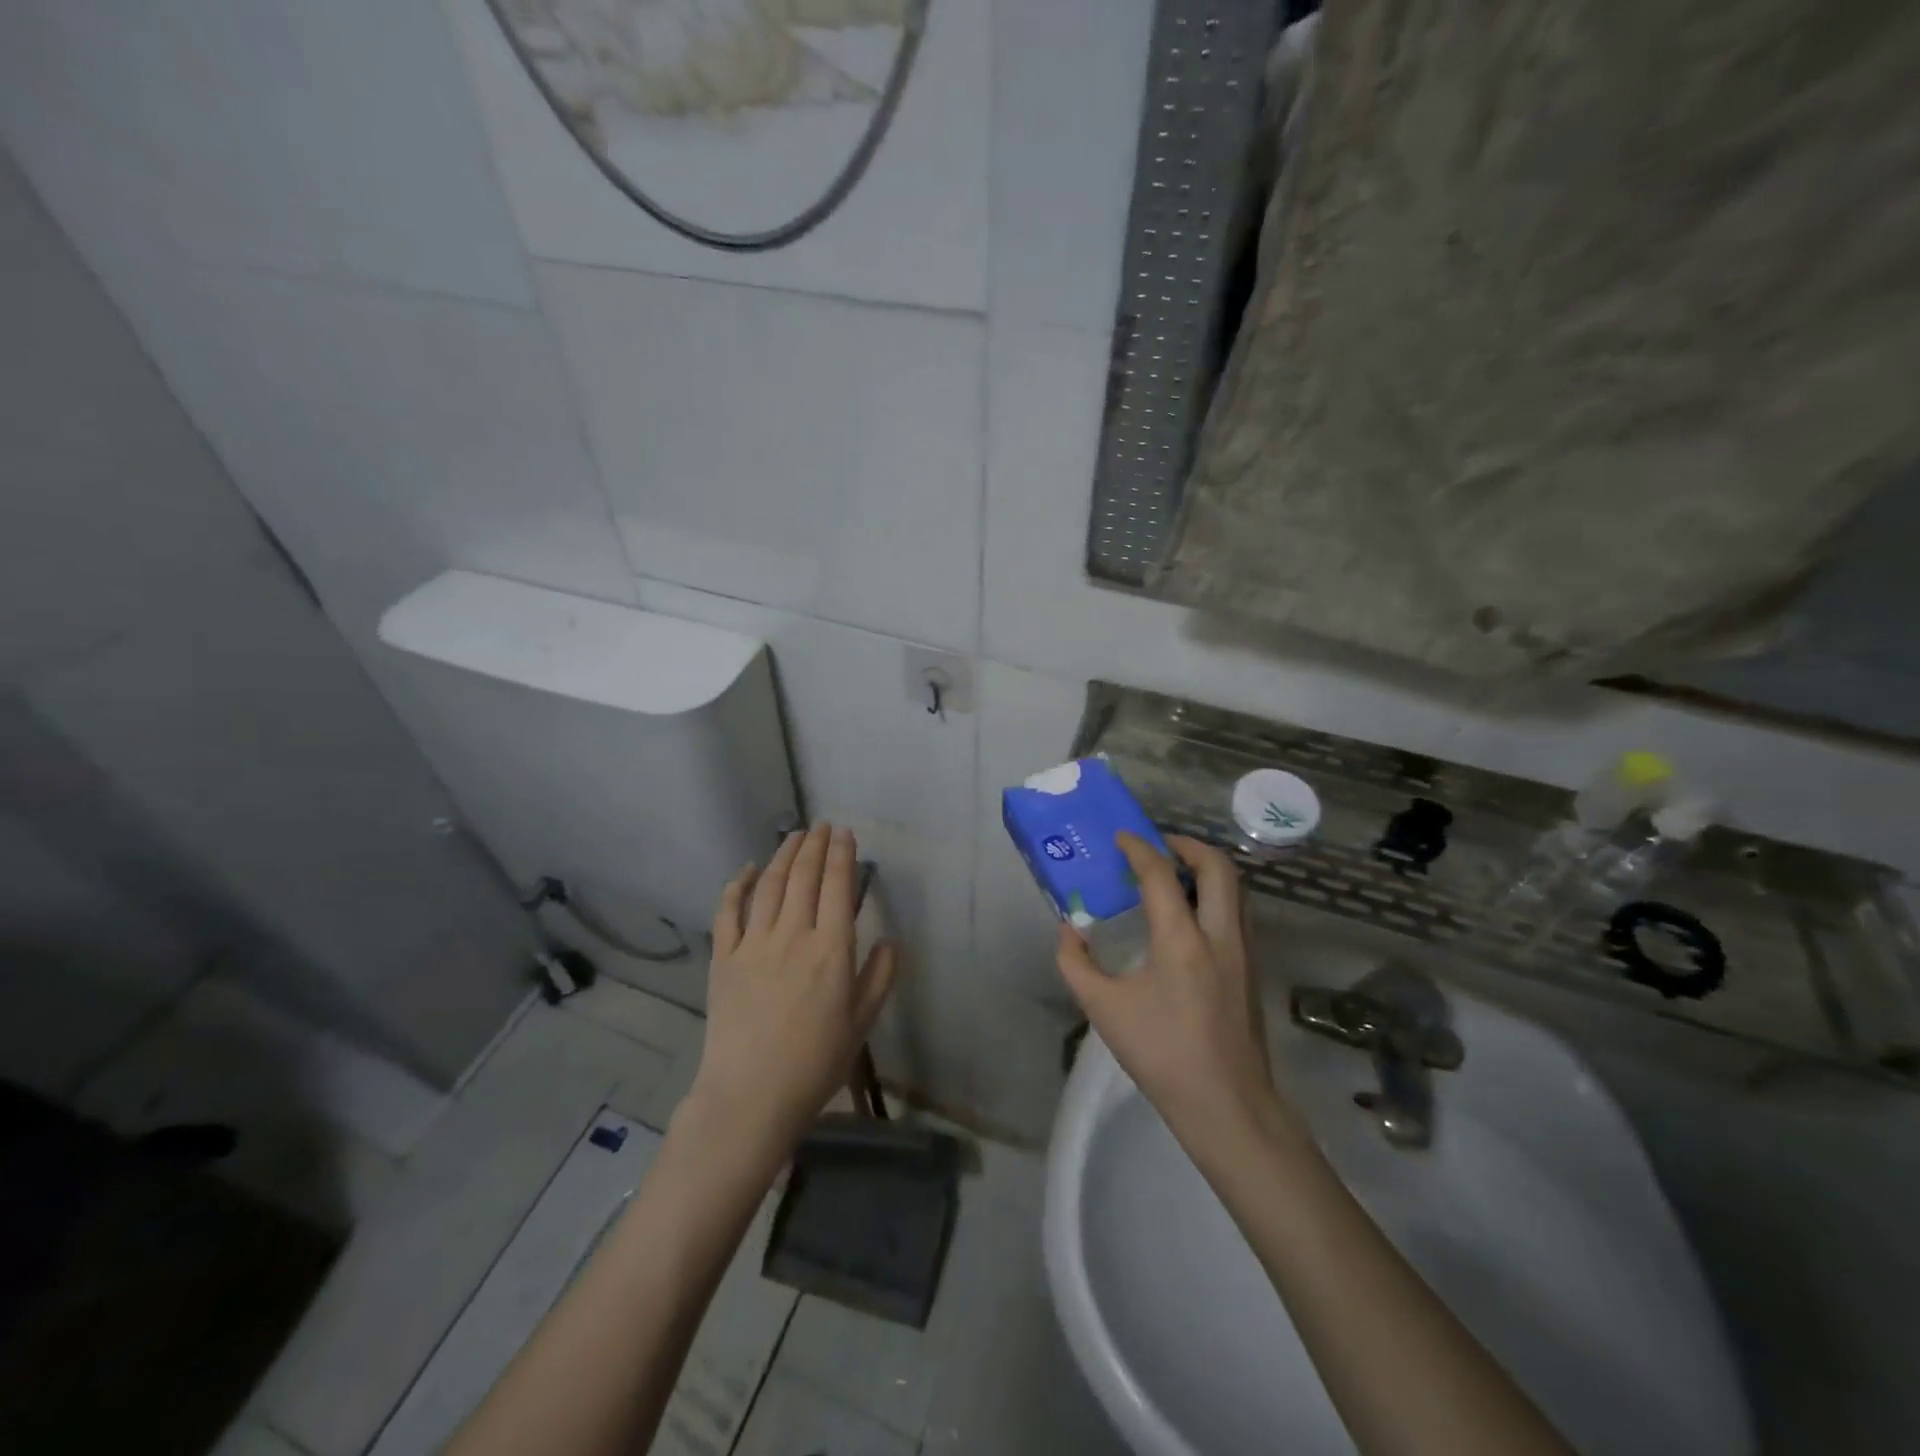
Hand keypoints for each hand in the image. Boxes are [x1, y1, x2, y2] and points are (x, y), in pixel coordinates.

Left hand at [687, 824, 898, 1158]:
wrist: (750, 1096)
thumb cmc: (815, 1063)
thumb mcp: (862, 1023)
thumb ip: (879, 977)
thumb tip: (890, 940)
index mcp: (831, 949)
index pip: (837, 885)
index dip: (842, 854)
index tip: (845, 833)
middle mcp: (793, 934)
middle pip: (803, 875)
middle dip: (814, 845)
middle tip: (821, 826)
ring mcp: (753, 943)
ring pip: (769, 884)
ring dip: (783, 854)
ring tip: (794, 836)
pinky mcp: (724, 957)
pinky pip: (728, 910)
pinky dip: (738, 884)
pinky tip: (747, 869)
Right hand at [1056, 833, 1279, 1140]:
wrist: (1227, 1105)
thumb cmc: (1162, 1055)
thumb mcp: (1103, 1009)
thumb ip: (1076, 964)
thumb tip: (1069, 931)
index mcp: (1182, 940)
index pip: (1161, 874)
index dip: (1139, 848)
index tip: (1121, 838)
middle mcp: (1220, 934)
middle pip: (1217, 867)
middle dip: (1187, 845)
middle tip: (1157, 846)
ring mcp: (1243, 951)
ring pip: (1234, 888)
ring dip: (1205, 869)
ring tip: (1173, 874)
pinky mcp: (1252, 968)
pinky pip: (1237, 911)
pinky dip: (1215, 894)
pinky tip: (1189, 916)